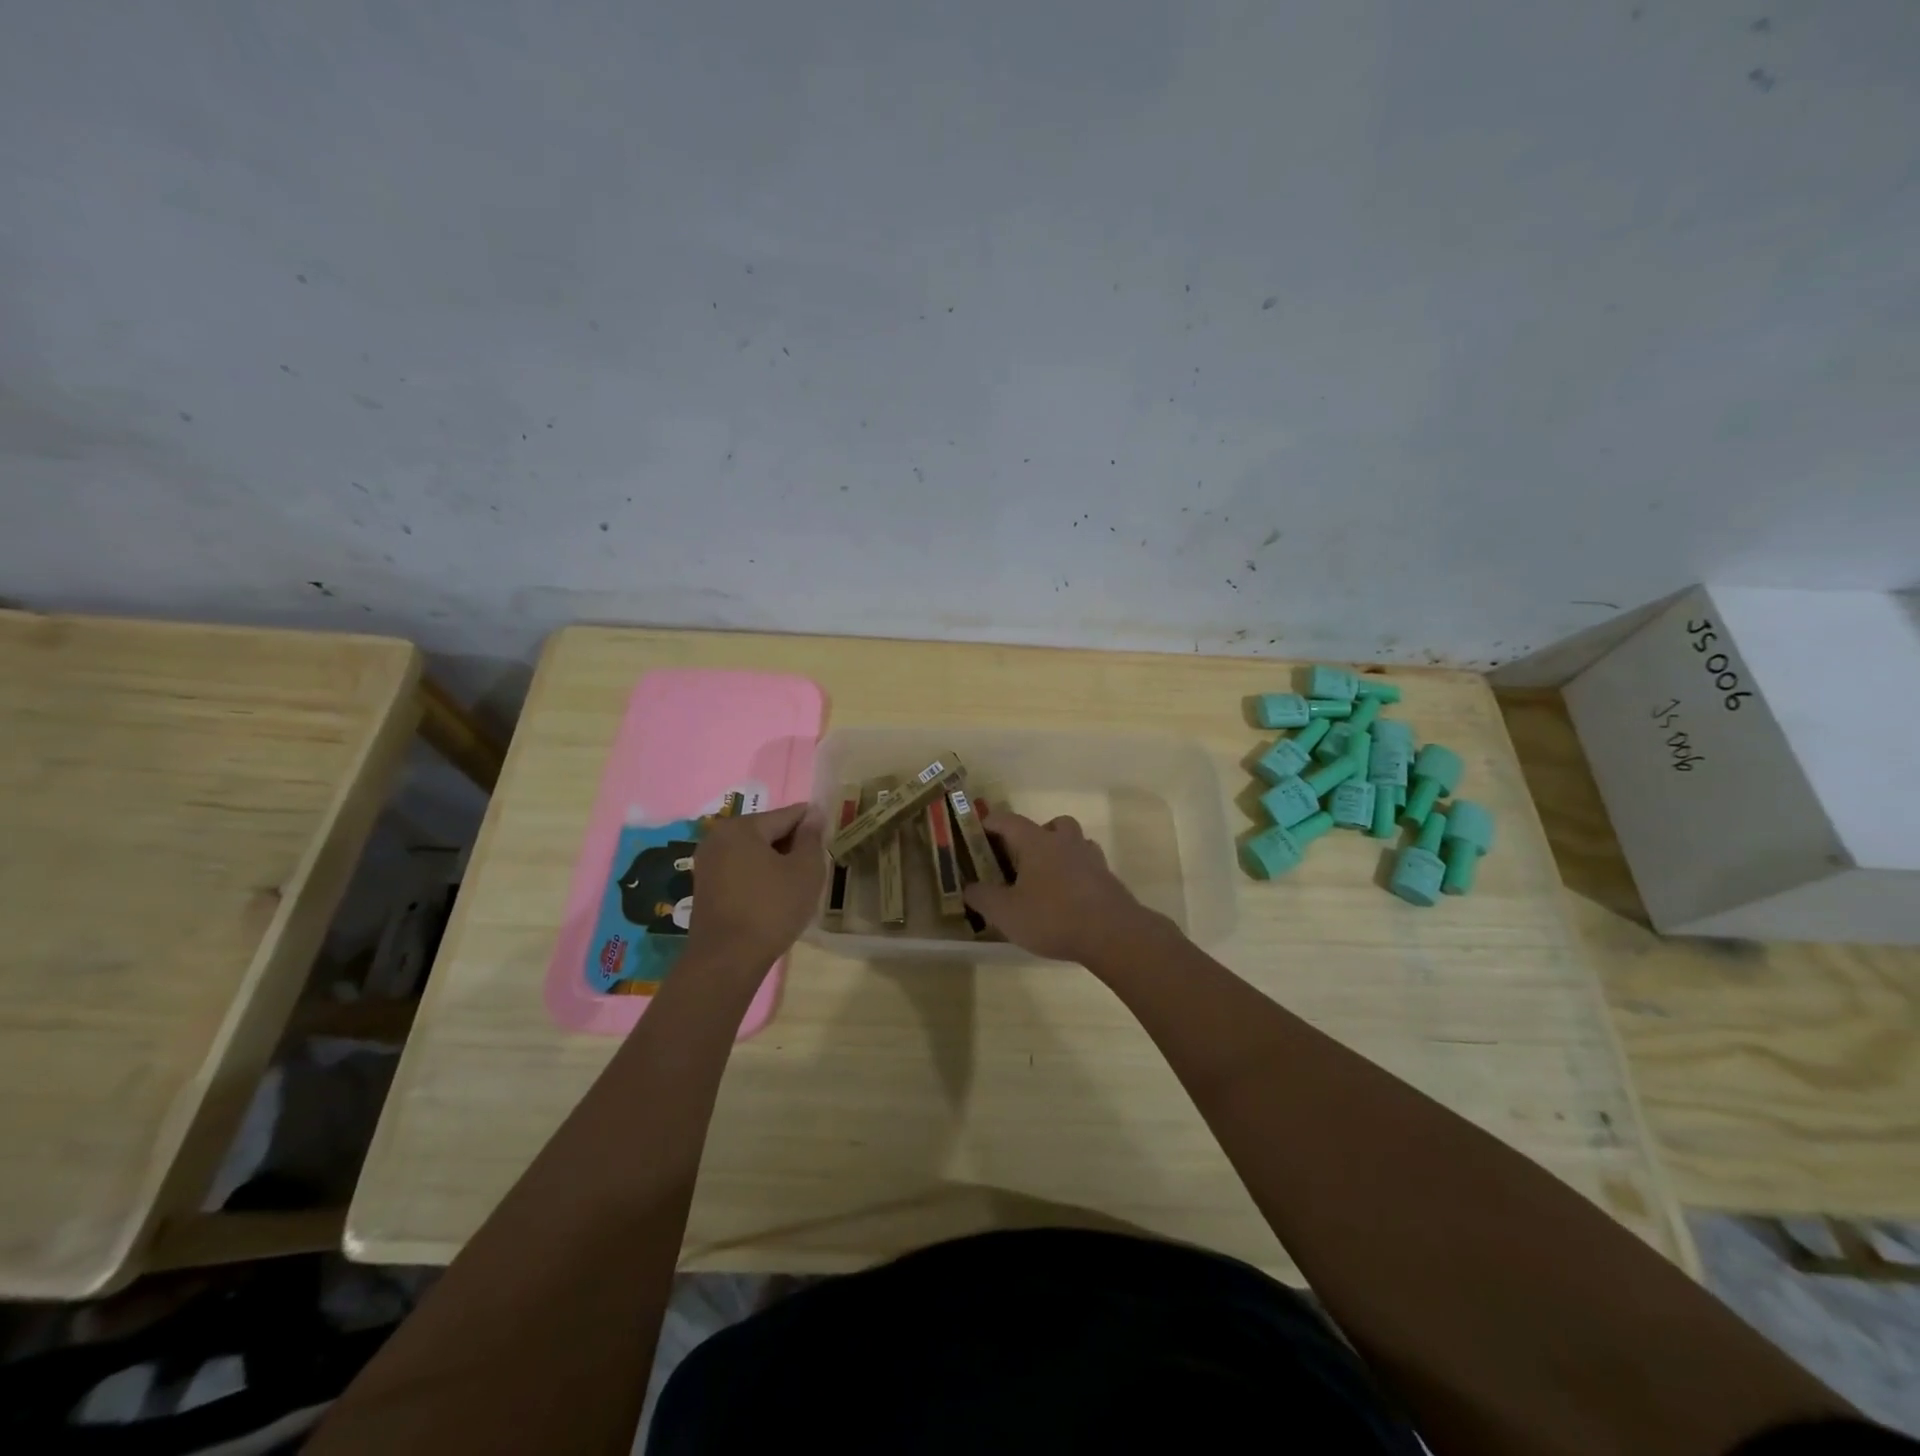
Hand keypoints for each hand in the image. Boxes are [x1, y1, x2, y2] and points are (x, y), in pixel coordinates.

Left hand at [687, 802, 825, 966]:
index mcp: (742, 826)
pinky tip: (775, 895)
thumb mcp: (805, 870)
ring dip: (776, 861)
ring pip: (754, 851)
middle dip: (793, 844)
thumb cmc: (772, 909)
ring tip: (797, 883)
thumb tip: (814, 814)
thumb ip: (811, 837)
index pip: (788, 815)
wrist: (727, 960)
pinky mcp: (705, 885)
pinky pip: (741, 869)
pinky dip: (759, 875)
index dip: (813, 824)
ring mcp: (707, 862)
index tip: (830, 836)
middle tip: (815, 866)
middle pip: (768, 831)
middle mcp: (718, 836)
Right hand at [963, 811, 1162, 963]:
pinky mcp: (1108, 879)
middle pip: (1050, 825)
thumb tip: (969, 887)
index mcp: (1037, 842)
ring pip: (1074, 842)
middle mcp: (1065, 841)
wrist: (1112, 934)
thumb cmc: (1052, 917)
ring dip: (1059, 852)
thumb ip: (982, 897)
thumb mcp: (1005, 913)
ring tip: (1046, 880)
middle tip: (1020, 860)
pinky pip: (1087, 866)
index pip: (1008, 821)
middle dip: (1033, 836)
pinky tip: (1068, 899)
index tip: (978, 832)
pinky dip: (1076, 874)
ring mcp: (1091, 858)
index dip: (990, 823)